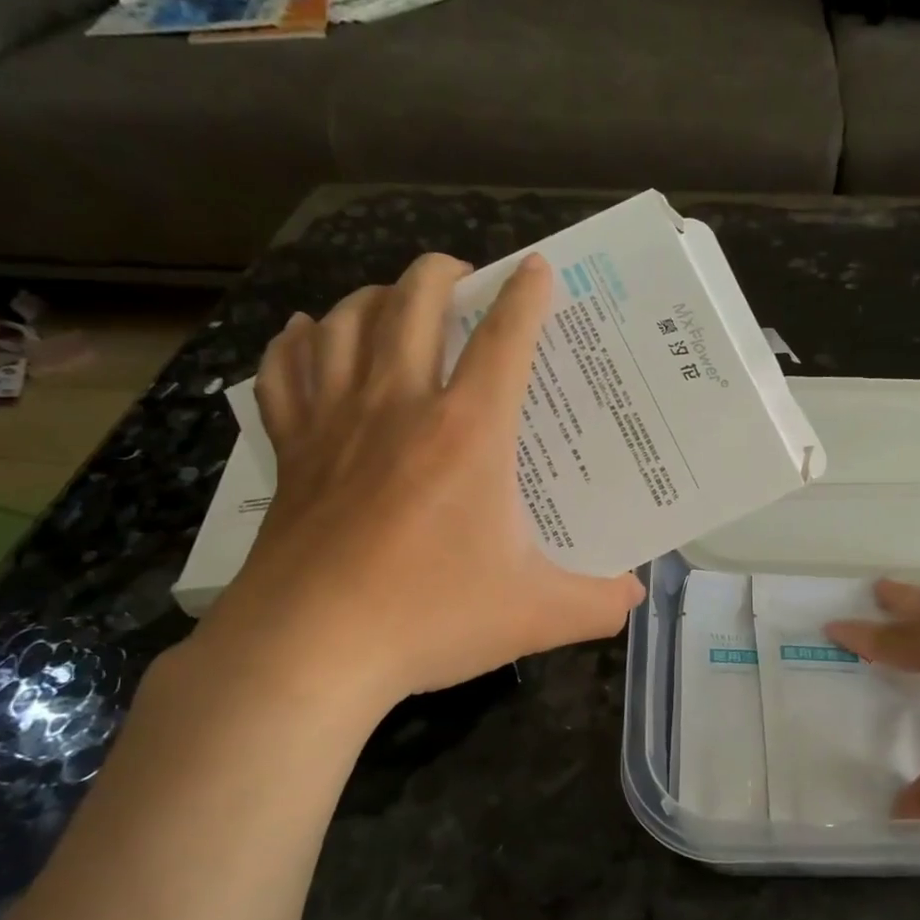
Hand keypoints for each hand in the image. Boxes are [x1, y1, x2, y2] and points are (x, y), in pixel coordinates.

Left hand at [195, 253, 643, 731]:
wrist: (309, 651)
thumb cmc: (429, 618)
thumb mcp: (535, 614)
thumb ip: (597, 603)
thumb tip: (635, 596)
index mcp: (467, 433)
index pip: (504, 340)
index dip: (526, 296)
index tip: (536, 267)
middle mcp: (398, 407)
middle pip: (413, 303)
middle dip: (442, 273)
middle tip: (464, 279)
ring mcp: (335, 424)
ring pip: (344, 322)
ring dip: (372, 297)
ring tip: (395, 303)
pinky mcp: (291, 452)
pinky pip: (284, 373)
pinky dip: (295, 344)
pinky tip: (306, 336)